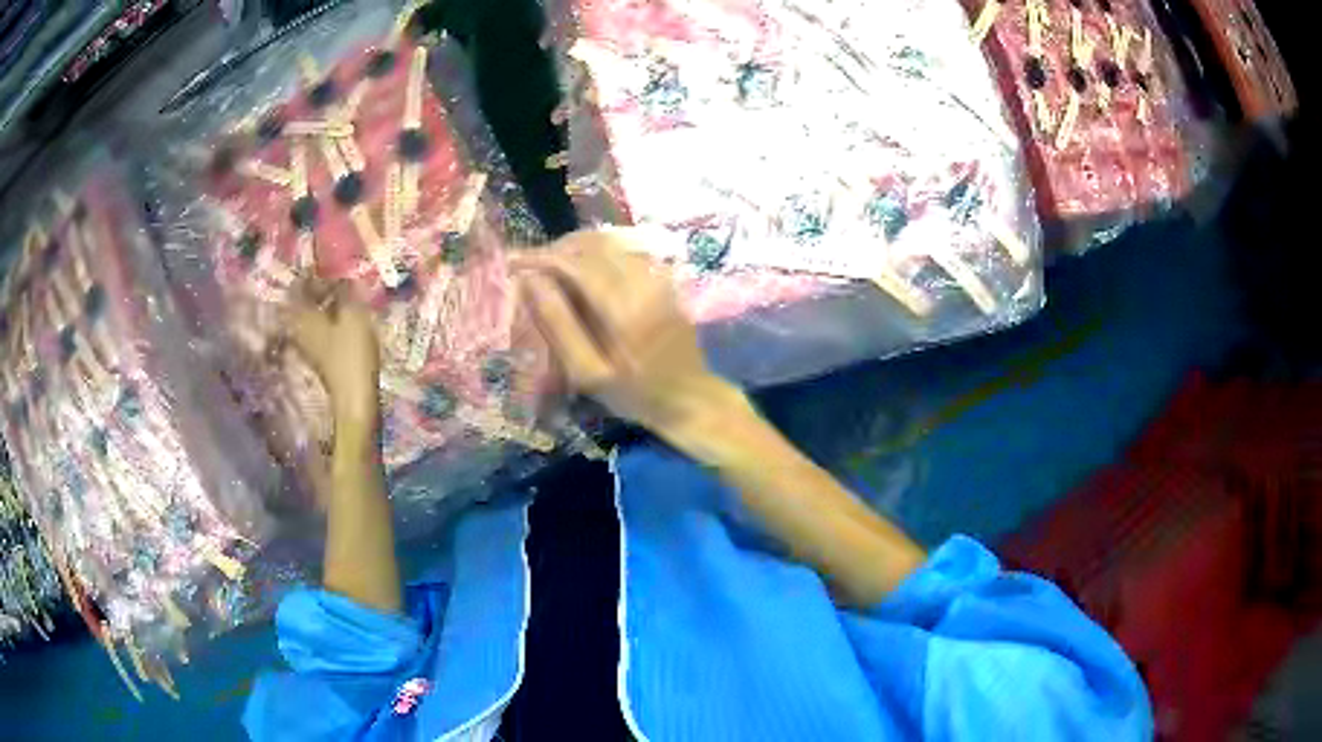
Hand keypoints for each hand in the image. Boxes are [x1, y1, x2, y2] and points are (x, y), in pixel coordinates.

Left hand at [280, 280, 380, 431]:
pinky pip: (318, 329)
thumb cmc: (351, 354)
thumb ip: (346, 292)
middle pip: (302, 302)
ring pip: (310, 316)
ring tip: (342, 297)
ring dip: (323, 305)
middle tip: (336, 279)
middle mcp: (299, 327)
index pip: (299, 286)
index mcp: (302, 314)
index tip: (326, 263)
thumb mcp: (353, 315)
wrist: (354, 400)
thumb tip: (342, 273)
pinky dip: (327, 320)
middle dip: (316, 289)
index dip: (311, 272)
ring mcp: (307, 345)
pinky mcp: (319, 357)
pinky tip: (343, 318)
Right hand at [513, 230, 747, 437]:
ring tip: (551, 264)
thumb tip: (531, 281)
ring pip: (609, 243)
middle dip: (555, 249)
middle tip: (530, 264)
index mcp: (622, 308)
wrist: (689, 397)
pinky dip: (597, 252)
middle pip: (591, 245)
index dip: (540, 257)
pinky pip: (624, 250)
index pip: (574, 263)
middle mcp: (642, 281)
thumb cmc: (634, 394)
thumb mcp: (588, 373)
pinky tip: (582, 269)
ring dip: (575, 247)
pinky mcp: (664, 278)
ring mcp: (657, 276)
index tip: (513, 262)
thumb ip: (558, 325)